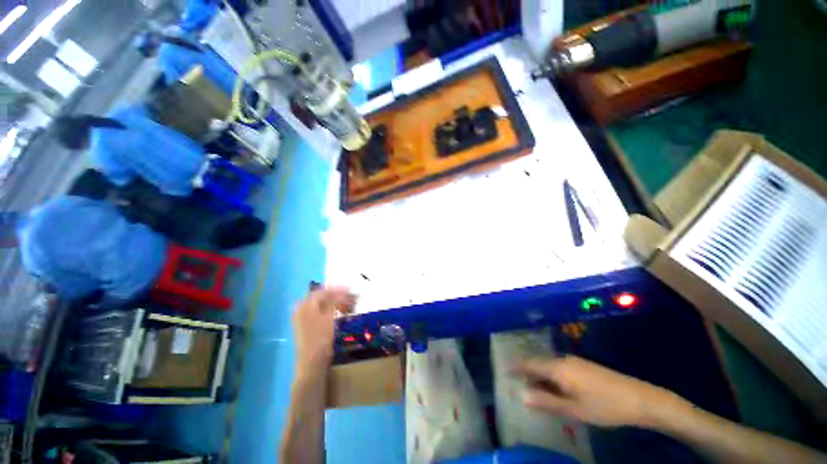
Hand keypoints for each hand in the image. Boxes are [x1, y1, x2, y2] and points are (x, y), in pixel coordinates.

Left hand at [292, 287, 355, 372]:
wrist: (312, 362)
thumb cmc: (320, 338)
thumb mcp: (329, 317)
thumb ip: (334, 301)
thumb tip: (342, 291)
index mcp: (306, 305)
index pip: (322, 291)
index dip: (337, 289)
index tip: (349, 289)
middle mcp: (301, 309)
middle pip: (319, 296)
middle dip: (334, 294)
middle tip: (347, 295)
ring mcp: (302, 318)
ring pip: (319, 304)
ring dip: (332, 301)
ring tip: (344, 302)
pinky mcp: (305, 325)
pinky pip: (317, 311)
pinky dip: (328, 308)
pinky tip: (336, 311)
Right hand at [515, 355, 679, 427]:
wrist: (642, 399)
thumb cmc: (606, 406)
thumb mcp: (575, 409)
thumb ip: (546, 401)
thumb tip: (521, 395)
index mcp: (559, 367)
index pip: (529, 364)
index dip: (515, 366)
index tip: (501, 369)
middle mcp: (563, 360)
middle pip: (538, 364)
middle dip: (525, 372)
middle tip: (513, 382)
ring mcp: (574, 363)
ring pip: (549, 367)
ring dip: (538, 376)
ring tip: (529, 387)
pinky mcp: (583, 368)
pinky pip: (559, 370)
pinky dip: (550, 378)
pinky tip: (552, 390)